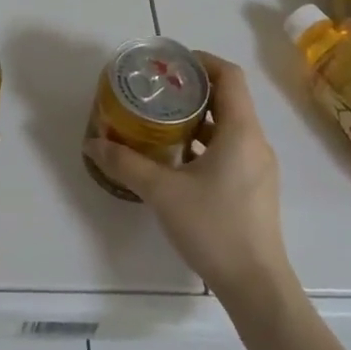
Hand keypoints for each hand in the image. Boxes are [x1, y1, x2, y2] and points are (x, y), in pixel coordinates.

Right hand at [83, 52, 294, 303]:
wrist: (257, 288)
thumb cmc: (214, 228)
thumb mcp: (162, 192)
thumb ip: (126, 164)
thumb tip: (92, 143)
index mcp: (241, 131)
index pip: (229, 75)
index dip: (201, 61)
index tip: (171, 64)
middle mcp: (255, 141)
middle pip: (228, 98)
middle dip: (192, 89)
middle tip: (157, 90)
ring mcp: (258, 167)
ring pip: (229, 125)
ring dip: (198, 117)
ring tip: (161, 121)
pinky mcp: (254, 188)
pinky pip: (231, 148)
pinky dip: (206, 142)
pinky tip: (177, 159)